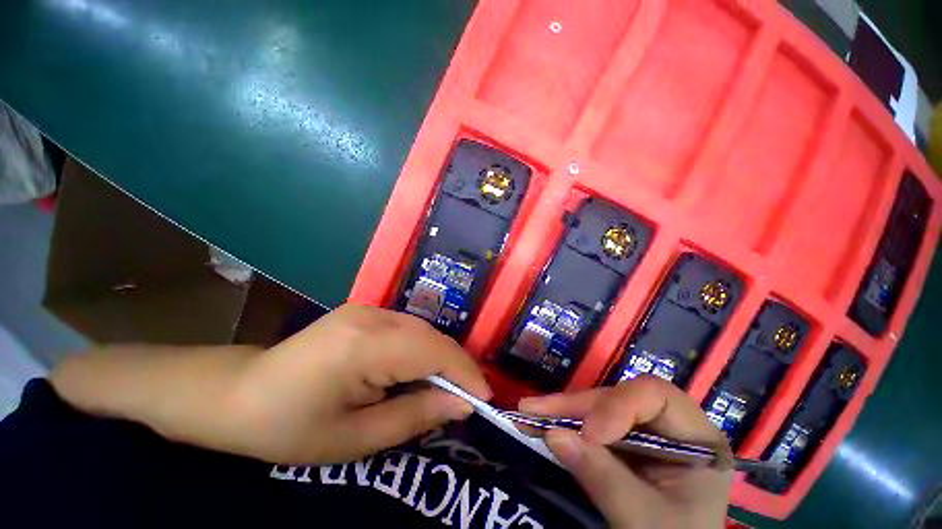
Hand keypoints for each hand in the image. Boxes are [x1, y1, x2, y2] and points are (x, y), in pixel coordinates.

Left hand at [52, 304, 489, 466]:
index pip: (433, 351)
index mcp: (365, 344)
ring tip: (449, 387)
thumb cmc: (289, 427)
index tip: (485, 398)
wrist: (237, 393)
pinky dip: (422, 350)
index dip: (464, 373)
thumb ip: (416, 416)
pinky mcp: (365, 312)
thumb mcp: (355, 439)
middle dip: (456, 366)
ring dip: (440, 358)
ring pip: (423, 330)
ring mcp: (367, 309)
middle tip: (470, 398)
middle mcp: (372, 316)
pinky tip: (420, 371)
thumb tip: (463, 404)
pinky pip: (408, 329)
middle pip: (432, 336)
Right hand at [519, 377, 731, 528]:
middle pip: (618, 398)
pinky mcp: (622, 441)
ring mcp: (643, 431)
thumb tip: (554, 435)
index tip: (589, 435)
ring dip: (562, 411)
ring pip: (598, 407)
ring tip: (528, 412)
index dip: (618, 406)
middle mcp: (668, 425)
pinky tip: (539, 422)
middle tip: (534, 410)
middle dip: (576, 407)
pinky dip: (564, 424)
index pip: (656, 396)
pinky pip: (589, 423)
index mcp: (696, 438)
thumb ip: (604, 479)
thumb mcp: (645, 522)